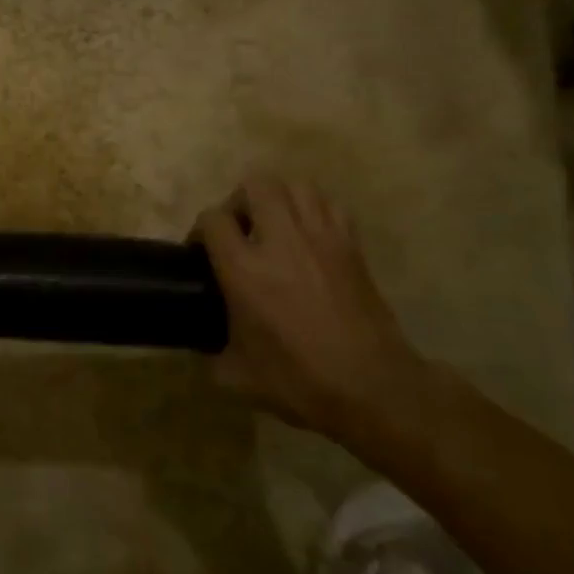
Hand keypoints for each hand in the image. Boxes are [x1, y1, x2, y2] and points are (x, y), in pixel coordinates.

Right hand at [193, 175, 421, 435]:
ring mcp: (322, 239)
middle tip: (239, 230)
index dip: (201, 230)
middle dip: (240, 200)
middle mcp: (281, 242)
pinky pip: (329, 206)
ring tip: (273, 227)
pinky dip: (314, 210)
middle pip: (256, 184)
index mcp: (245, 270)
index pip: (213, 218)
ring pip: (296, 186)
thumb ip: (211, 351)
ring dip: (278, 199)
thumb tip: (202, 344)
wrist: (373, 388)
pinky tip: (308, 237)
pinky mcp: (352, 247)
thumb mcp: (236, 375)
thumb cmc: (299, 381)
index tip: (201, 251)